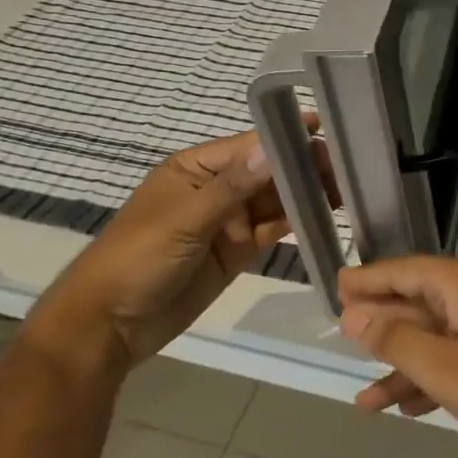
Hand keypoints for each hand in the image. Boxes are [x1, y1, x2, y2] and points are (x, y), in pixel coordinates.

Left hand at [31, 127, 330, 374]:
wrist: (109, 328)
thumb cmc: (137, 259)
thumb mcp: (184, 219)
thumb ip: (232, 187)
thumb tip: (273, 149)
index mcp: (196, 168)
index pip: (250, 145)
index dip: (287, 137)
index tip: (327, 128)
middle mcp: (216, 188)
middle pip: (268, 171)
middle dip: (304, 166)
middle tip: (348, 164)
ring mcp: (228, 220)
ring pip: (275, 199)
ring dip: (306, 192)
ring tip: (348, 186)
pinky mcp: (238, 250)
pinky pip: (273, 228)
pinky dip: (298, 220)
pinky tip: (327, 212)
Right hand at [338, 254, 457, 457]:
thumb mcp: (447, 367)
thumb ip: (398, 339)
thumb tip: (355, 312)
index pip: (403, 271)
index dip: (368, 281)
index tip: (336, 287)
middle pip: (419, 301)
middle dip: (381, 326)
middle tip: (341, 337)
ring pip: (438, 335)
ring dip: (404, 365)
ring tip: (366, 400)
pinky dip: (434, 376)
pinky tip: (411, 406)